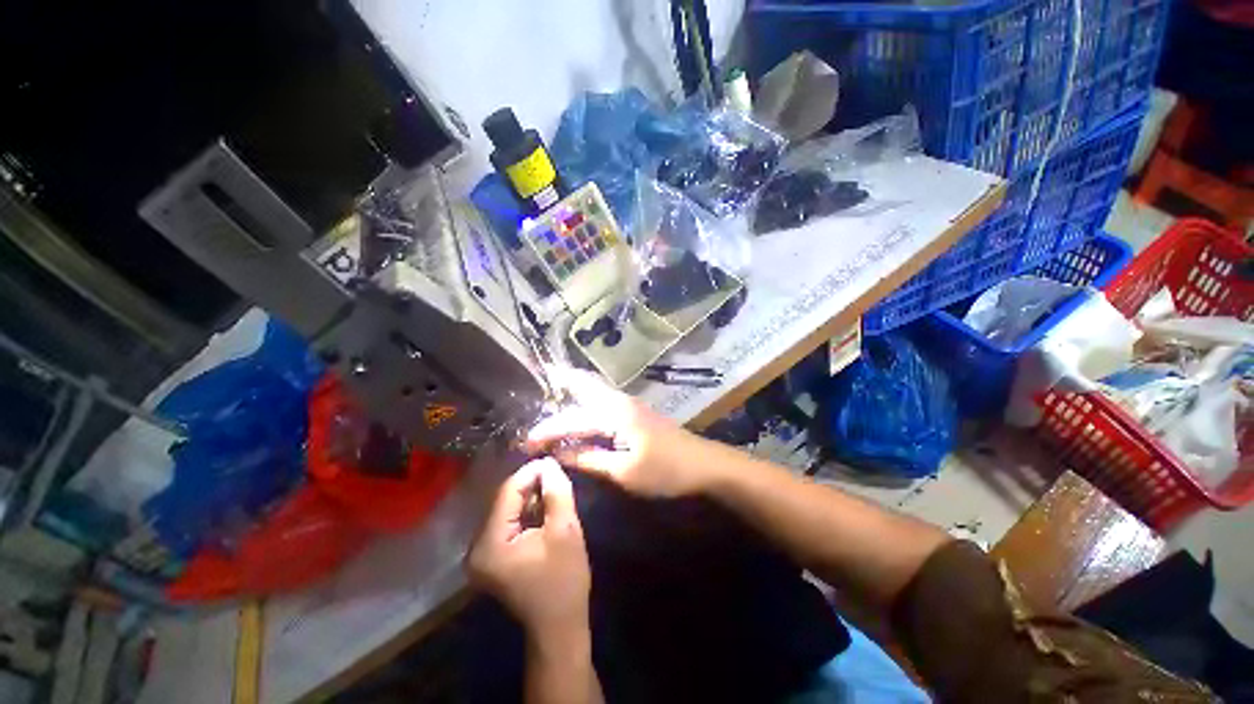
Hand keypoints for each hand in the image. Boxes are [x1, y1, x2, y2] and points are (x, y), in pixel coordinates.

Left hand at [467, 459, 590, 636]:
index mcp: (489, 544)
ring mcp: (482, 553)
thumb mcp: (565, 531)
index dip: (531, 472)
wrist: (559, 625)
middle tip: (556, 474)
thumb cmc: (564, 580)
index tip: (553, 460)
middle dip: (532, 484)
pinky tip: (545, 507)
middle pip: (505, 500)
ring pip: (508, 509)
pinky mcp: (492, 556)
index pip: (508, 492)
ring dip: (531, 496)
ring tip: (554, 488)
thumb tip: (549, 463)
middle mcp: (476, 547)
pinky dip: (527, 511)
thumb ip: (556, 492)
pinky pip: (509, 522)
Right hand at [524, 367, 712, 497]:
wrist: (704, 464)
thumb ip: (590, 459)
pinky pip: (602, 402)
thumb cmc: (666, 470)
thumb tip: (559, 452)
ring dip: (572, 394)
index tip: (525, 443)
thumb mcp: (625, 472)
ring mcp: (629, 404)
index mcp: (614, 413)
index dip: (547, 430)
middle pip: (583, 385)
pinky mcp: (634, 412)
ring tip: (550, 399)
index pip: (571, 419)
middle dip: (558, 385)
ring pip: (593, 391)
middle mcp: (619, 401)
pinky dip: (585, 403)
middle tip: (536, 385)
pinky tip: (579, 415)